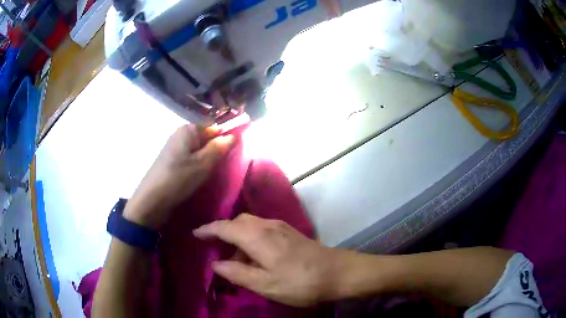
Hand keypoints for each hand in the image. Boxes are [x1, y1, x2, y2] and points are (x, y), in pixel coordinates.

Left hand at [124, 125, 234, 228]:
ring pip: (199, 149)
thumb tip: (234, 135)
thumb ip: (219, 147)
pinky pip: (192, 157)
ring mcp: (175, 148)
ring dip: (209, 158)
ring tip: (217, 171)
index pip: (214, 125)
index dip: (227, 135)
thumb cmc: (178, 179)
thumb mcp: (203, 164)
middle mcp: (181, 134)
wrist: (152, 200)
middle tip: (228, 163)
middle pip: (206, 137)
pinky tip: (203, 175)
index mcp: (188, 129)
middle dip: (218, 148)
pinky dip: (199, 164)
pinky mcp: (172, 161)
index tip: (237, 150)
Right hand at [193, 214, 344, 306]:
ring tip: (234, 259)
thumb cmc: (300, 282)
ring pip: (250, 225)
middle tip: (213, 249)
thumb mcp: (265, 284)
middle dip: (222, 232)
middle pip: (237, 222)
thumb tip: (215, 264)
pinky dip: (250, 239)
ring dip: (237, 237)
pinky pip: (261, 229)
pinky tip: (254, 256)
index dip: (208, 230)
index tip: (195, 234)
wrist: (338, 272)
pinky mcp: (289, 232)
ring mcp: (280, 227)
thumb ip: (237, 273)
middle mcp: (267, 225)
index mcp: (257, 236)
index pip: (225, 227)